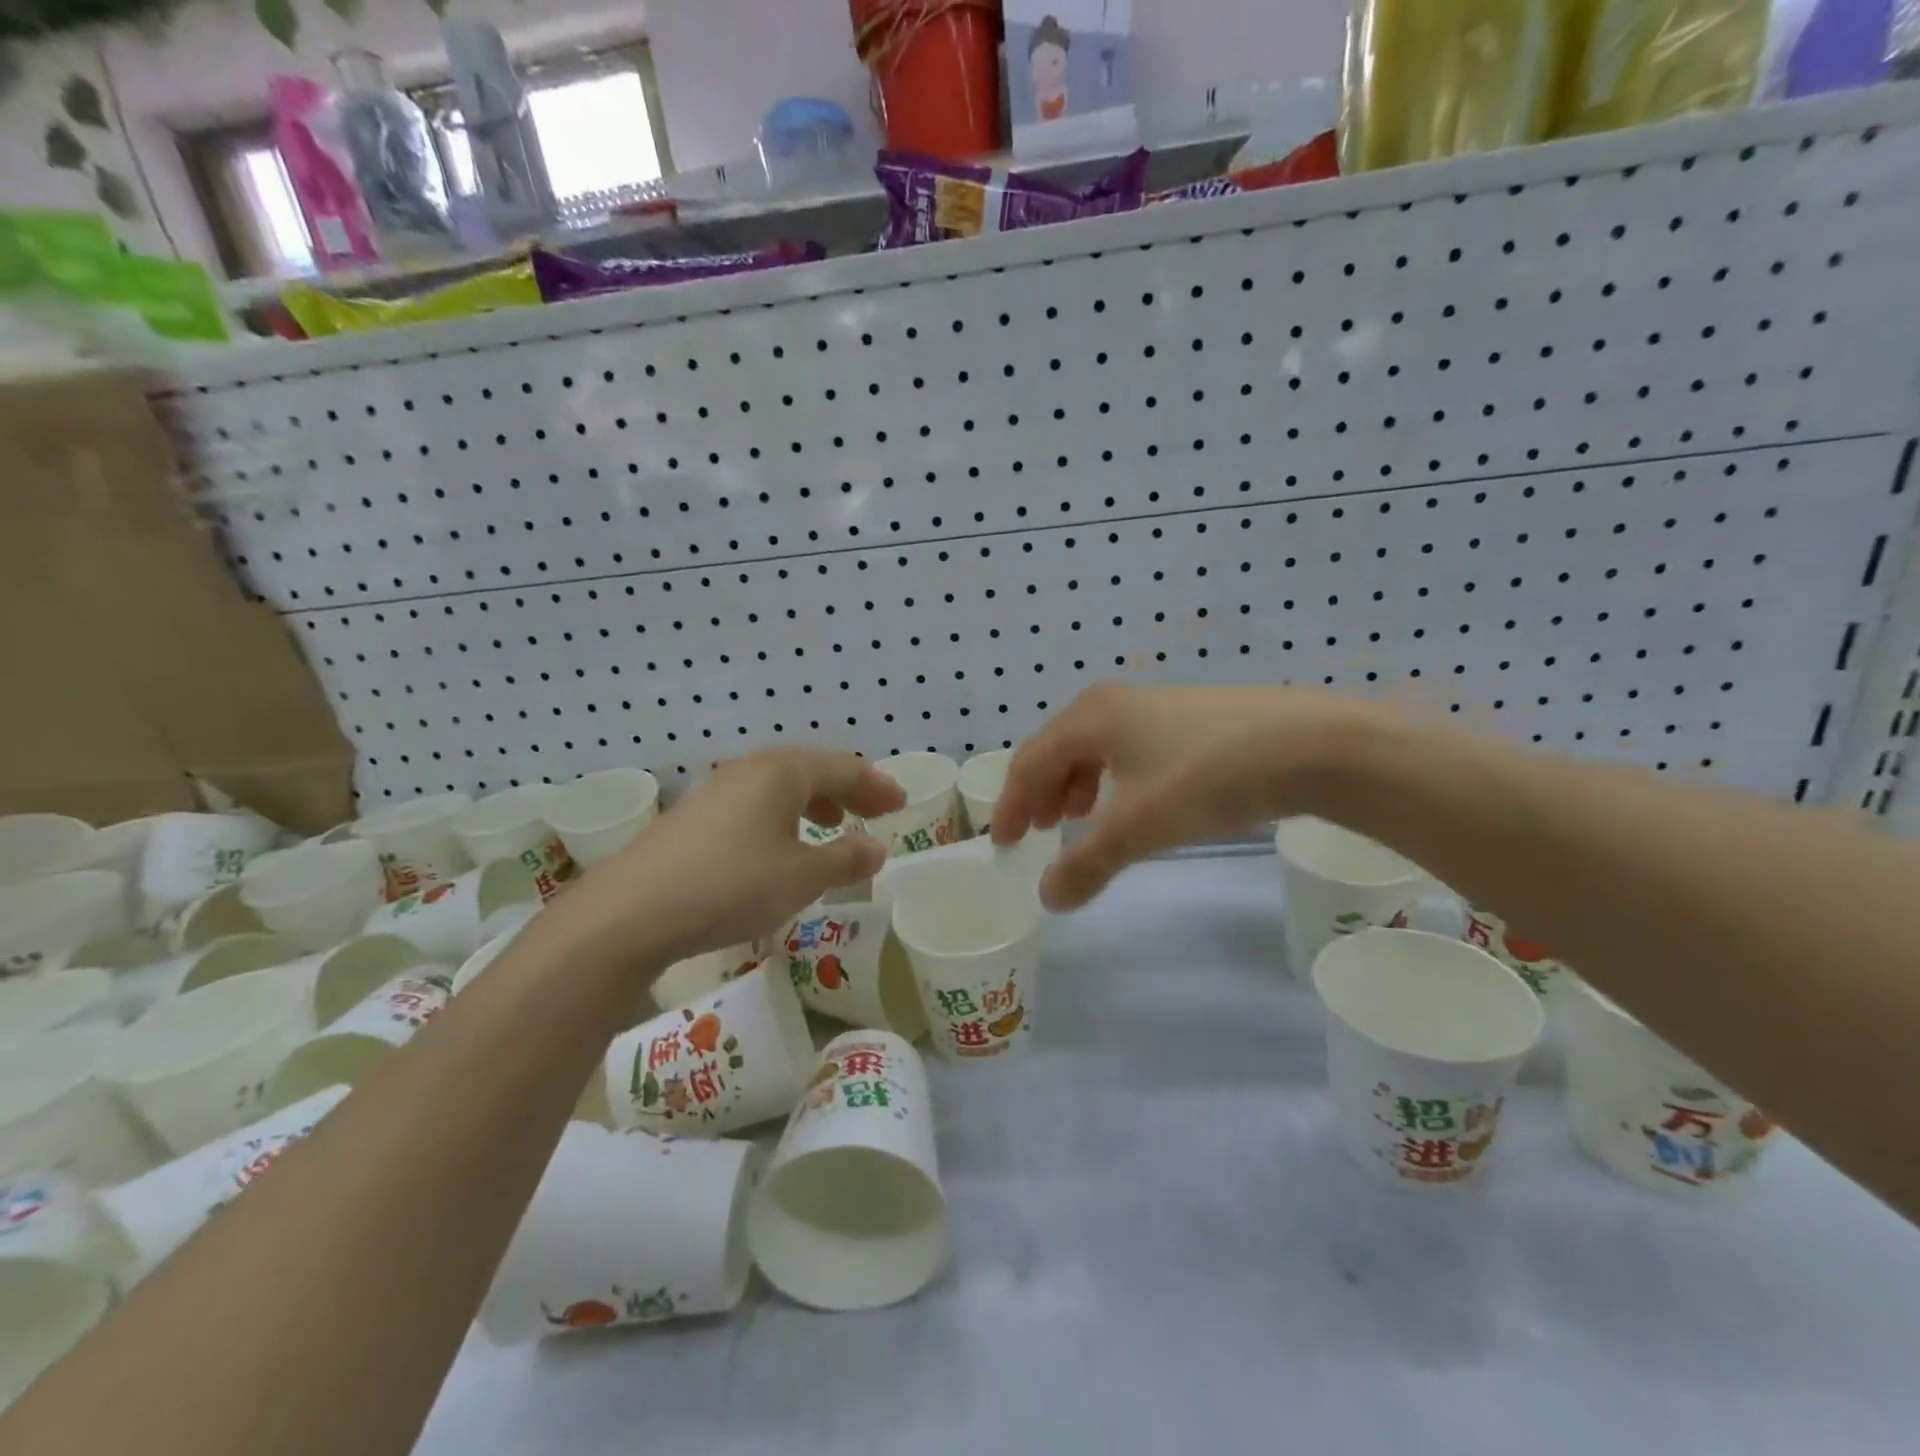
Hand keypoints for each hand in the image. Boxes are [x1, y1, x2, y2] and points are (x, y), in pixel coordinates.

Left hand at [575, 749, 903, 962]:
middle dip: (849, 790)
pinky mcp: (695, 816)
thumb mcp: (802, 877)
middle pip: (812, 770)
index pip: (844, 767)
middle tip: (877, 811)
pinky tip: (781, 844)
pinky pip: (755, 803)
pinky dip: (783, 815)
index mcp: (783, 771)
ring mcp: (718, 790)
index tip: (901, 804)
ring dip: (815, 802)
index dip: (877, 785)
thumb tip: (876, 848)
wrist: (633, 910)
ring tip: (834, 823)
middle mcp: (751, 769)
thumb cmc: (733, 885)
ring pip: (781, 786)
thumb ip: (846, 859)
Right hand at [991, 684, 1377, 910]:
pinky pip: (1128, 748)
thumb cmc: (1208, 778)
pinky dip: (1113, 778)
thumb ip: (1087, 863)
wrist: (1311, 744)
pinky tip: (1133, 801)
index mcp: (1090, 717)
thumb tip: (1047, 898)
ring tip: (1079, 820)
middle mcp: (1114, 703)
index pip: (1030, 762)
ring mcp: (1155, 705)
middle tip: (1039, 833)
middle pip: (1057, 750)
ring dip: (1076, 786)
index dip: (1011, 805)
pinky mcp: (1189, 716)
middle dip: (1042, 794)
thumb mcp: (1139, 827)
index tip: (1005, 844)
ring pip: (1095, 748)